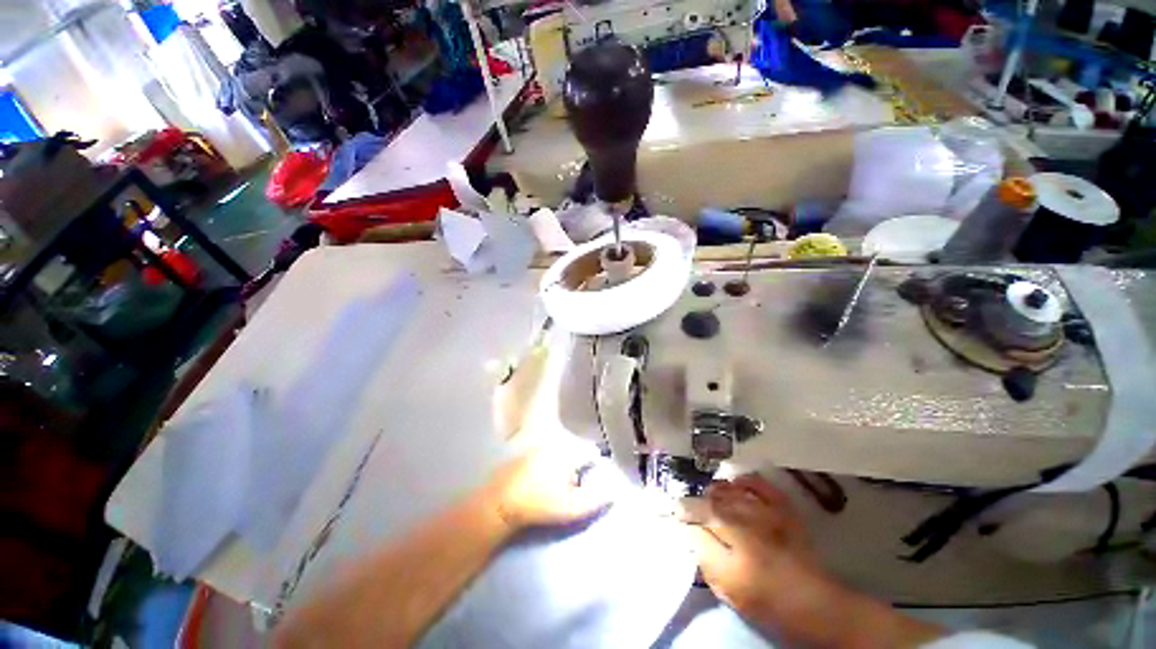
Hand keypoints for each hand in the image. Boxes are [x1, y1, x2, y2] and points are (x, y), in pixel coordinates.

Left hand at [484, 444, 609, 532]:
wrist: (500, 503)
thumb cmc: (540, 505)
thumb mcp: (571, 508)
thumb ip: (595, 500)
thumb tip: (613, 492)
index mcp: (567, 453)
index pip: (590, 451)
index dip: (594, 464)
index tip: (592, 476)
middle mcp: (553, 443)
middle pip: (574, 448)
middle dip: (577, 462)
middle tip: (574, 482)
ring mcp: (537, 445)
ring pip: (557, 449)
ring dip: (561, 461)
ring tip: (557, 482)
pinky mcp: (523, 452)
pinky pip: (541, 453)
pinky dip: (545, 462)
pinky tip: (539, 478)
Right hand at [689, 475, 943, 647]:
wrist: (814, 603)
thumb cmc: (766, 600)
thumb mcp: (727, 586)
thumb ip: (703, 554)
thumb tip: (686, 530)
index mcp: (729, 537)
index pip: (695, 515)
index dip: (681, 512)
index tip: (673, 514)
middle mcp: (745, 515)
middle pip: (709, 499)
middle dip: (696, 501)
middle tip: (691, 509)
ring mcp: (764, 508)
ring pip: (728, 488)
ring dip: (714, 491)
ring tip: (710, 498)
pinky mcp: (781, 506)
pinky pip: (757, 483)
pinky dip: (742, 480)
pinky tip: (735, 485)